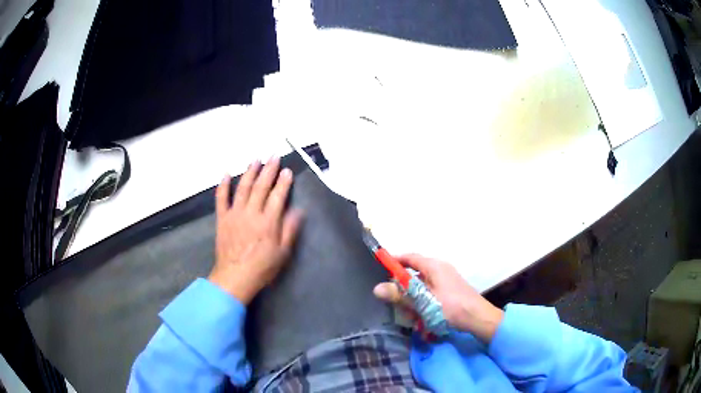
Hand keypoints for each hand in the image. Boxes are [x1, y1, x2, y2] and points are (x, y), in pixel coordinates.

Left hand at [208, 157, 302, 304]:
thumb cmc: (262, 267)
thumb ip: (290, 229)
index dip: (283, 182)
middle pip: (261, 187)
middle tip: (273, 156)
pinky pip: (221, 198)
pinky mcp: (222, 218)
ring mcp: (235, 214)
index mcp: (268, 222)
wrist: (235, 276)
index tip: (287, 170)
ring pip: (242, 188)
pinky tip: (226, 174)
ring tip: (255, 160)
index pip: (278, 196)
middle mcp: (251, 213)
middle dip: (268, 170)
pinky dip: (223, 185)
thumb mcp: (282, 252)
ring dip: (249, 172)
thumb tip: (298, 210)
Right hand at [373, 254, 503, 342]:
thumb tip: (377, 288)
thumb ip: (400, 295)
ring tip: (412, 316)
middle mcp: (440, 270)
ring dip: (414, 301)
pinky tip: (423, 320)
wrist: (477, 318)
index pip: (410, 257)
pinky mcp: (450, 292)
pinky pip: (431, 295)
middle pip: (415, 274)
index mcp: (434, 266)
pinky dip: (424, 305)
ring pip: (422, 288)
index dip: (395, 260)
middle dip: (404, 289)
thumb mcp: (422, 302)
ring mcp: (447, 281)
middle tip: (396, 302)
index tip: (381, 266)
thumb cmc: (450, 307)